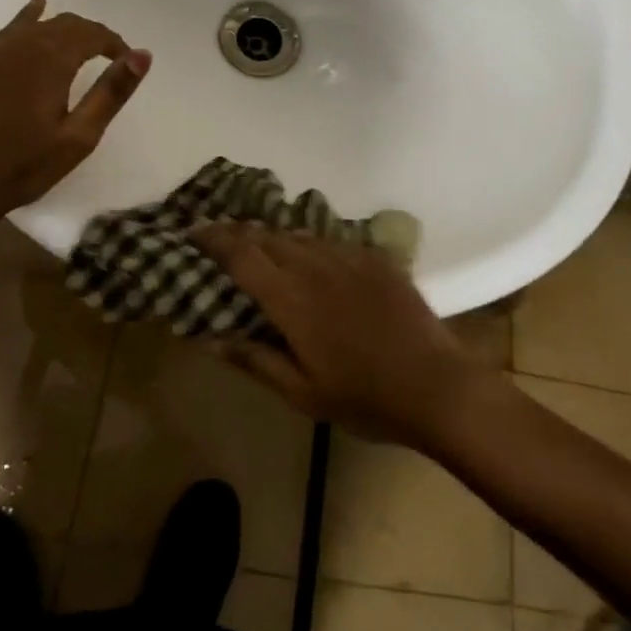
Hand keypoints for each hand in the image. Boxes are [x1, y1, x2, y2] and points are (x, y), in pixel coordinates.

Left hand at [0, 0, 149, 225]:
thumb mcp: (78, 137)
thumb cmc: (23, 166)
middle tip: (106, 55)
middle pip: (64, 25)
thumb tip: (142, 55)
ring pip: (34, 25)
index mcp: (51, 61)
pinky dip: (26, 19)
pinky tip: (33, 11)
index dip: (113, 43)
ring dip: (60, 28)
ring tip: (77, 37)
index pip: (91, 34)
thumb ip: (111, 93)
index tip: (125, 60)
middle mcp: (21, 46)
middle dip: (90, 35)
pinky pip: (7, 31)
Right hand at [193, 224, 498, 450]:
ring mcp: (349, 257)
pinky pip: (332, 241)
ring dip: (274, 237)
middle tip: (221, 237)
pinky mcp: (375, 258)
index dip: (214, 240)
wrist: (436, 386)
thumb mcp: (304, 394)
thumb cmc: (365, 398)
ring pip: (300, 235)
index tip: (194, 232)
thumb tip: (212, 338)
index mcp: (292, 299)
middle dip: (240, 233)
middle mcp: (316, 266)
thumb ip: (256, 360)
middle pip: (268, 237)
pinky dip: (310, 244)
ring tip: (259, 243)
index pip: (242, 256)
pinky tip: (310, 256)